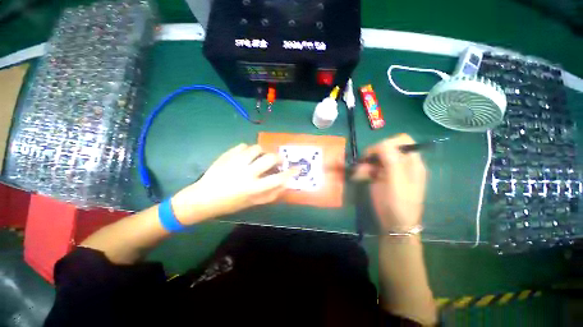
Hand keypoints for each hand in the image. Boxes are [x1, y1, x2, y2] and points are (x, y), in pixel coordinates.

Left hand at [171, 144, 297, 224]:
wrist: (203, 198)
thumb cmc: (230, 204)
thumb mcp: (252, 203)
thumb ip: (270, 195)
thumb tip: (285, 185)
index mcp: (253, 187)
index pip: (278, 178)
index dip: (290, 172)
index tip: (297, 168)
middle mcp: (247, 173)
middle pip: (269, 158)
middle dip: (277, 158)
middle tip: (276, 161)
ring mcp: (235, 162)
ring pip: (256, 148)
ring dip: (261, 152)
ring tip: (258, 157)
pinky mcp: (227, 155)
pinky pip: (242, 146)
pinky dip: (247, 149)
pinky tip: (244, 156)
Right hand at [353, 134, 426, 232]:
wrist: (394, 223)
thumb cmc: (398, 204)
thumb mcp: (396, 182)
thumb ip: (392, 161)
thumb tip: (381, 144)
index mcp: (411, 162)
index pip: (401, 140)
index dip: (387, 143)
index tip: (375, 154)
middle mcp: (401, 163)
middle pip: (385, 148)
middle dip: (372, 155)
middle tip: (363, 164)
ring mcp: (389, 170)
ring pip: (375, 158)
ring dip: (365, 164)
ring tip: (359, 174)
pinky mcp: (380, 176)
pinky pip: (370, 167)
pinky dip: (363, 170)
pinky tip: (359, 177)